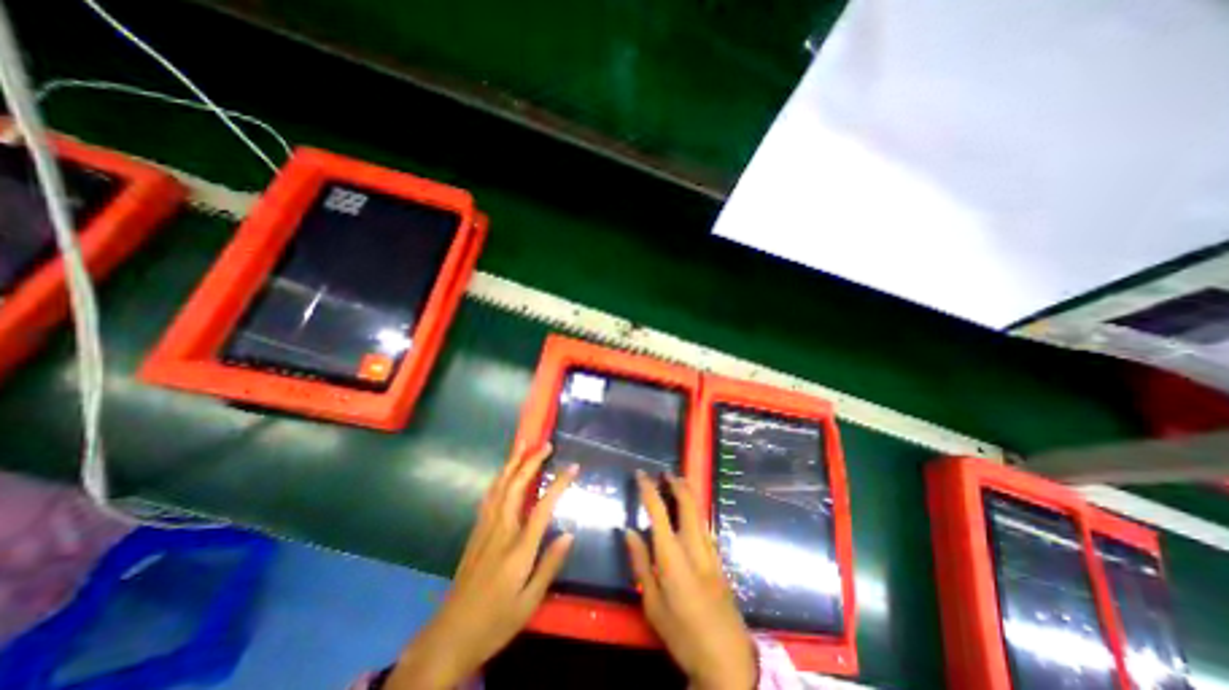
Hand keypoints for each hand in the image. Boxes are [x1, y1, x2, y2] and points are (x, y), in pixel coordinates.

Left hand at [388, 445, 581, 685]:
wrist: (449, 636)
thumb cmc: (495, 621)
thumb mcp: (529, 602)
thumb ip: (549, 565)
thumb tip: (569, 534)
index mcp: (518, 548)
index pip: (542, 507)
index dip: (558, 484)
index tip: (573, 467)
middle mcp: (500, 531)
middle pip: (515, 487)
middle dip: (531, 462)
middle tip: (545, 444)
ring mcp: (485, 529)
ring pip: (499, 487)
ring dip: (512, 463)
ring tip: (521, 445)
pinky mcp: (475, 532)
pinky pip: (489, 497)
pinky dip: (499, 479)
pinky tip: (503, 473)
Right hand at [629, 471, 755, 689]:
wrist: (727, 660)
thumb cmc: (683, 634)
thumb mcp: (653, 604)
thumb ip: (641, 563)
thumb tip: (629, 531)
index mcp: (673, 556)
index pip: (658, 512)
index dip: (649, 489)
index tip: (641, 474)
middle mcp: (694, 546)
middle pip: (687, 504)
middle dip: (677, 484)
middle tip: (665, 473)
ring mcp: (710, 552)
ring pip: (700, 512)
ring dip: (689, 494)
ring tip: (678, 483)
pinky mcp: (720, 561)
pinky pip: (706, 526)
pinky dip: (697, 511)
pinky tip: (693, 514)